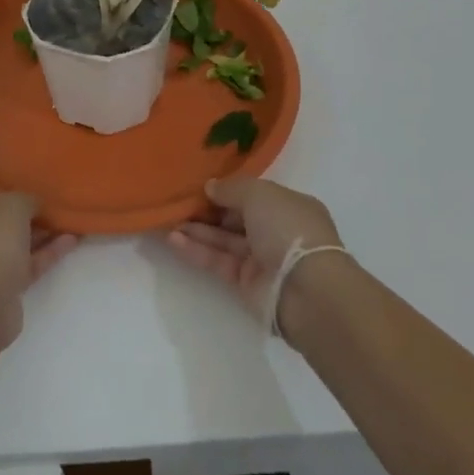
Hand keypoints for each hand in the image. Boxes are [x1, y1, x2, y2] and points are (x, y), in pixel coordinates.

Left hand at [0, 167, 78, 348]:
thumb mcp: (12, 206)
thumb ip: (25, 200)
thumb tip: (32, 205)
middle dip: (0, 206)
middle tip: (24, 190)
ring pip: (1, 242)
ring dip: (30, 231)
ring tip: (58, 216)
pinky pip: (18, 265)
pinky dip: (40, 254)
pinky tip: (69, 241)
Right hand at [163, 177, 343, 328]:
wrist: (306, 290)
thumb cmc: (288, 228)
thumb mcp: (259, 193)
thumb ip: (231, 188)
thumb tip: (210, 187)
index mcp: (288, 206)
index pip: (254, 195)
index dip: (228, 189)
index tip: (201, 185)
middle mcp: (276, 231)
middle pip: (236, 218)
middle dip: (208, 210)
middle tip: (178, 202)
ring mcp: (262, 259)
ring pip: (224, 240)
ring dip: (197, 230)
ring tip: (167, 220)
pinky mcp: (246, 284)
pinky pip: (218, 262)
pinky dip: (197, 251)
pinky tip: (173, 240)